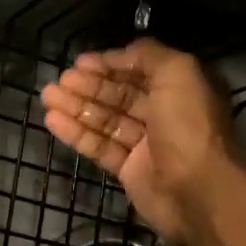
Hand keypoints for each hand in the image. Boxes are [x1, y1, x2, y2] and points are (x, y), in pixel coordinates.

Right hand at [39, 38, 241, 245]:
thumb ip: (149, 55)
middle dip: (89, 86)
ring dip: (77, 107)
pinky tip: (53, 121)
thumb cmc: (188, 126)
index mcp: (181, 89)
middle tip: (59, 81)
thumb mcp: (178, 72)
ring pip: (106, 120)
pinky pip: (100, 146)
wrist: (197, 191)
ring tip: (47, 97)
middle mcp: (165, 114)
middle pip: (120, 95)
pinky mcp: (130, 171)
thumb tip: (120, 54)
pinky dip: (77, 133)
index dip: (111, 64)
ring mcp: (146, 145)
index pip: (140, 71)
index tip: (81, 62)